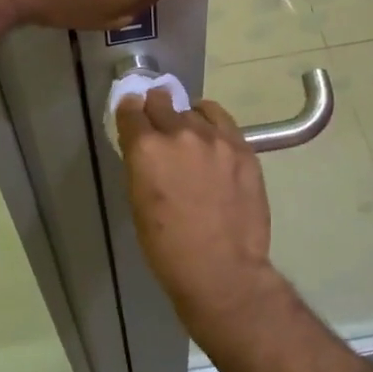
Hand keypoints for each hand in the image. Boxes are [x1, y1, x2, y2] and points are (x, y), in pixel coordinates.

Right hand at [116, 88, 289, 335]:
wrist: (222, 270)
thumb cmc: (168, 247)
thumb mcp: (138, 202)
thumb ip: (141, 165)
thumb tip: (145, 146)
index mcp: (146, 148)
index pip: (131, 110)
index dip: (130, 111)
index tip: (132, 114)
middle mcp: (179, 132)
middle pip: (161, 101)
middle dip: (155, 108)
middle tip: (158, 120)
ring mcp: (215, 138)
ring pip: (193, 110)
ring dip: (185, 118)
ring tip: (188, 133)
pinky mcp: (242, 147)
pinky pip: (222, 120)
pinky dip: (211, 122)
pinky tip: (211, 134)